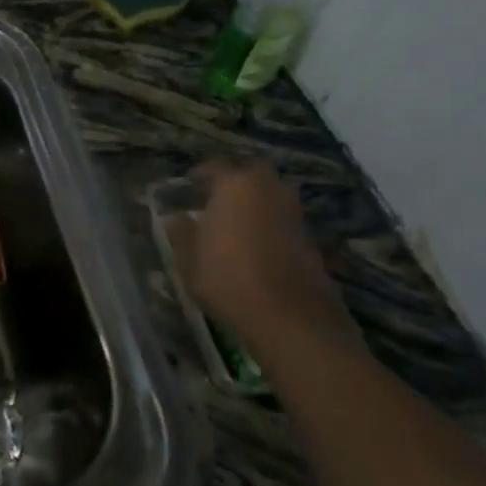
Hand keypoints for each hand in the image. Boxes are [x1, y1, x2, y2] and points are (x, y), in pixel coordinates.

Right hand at [188, 158, 361, 358]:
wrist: (291, 319)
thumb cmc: (229, 280)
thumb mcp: (190, 259)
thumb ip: (181, 232)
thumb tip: (176, 217)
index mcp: (235, 184)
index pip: (213, 166)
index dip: (198, 175)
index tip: (187, 186)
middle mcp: (268, 188)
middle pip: (250, 173)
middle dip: (234, 181)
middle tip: (217, 198)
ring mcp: (293, 211)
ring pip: (270, 194)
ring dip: (255, 202)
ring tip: (236, 222)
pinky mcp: (309, 236)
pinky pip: (282, 217)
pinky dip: (270, 223)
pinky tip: (257, 243)